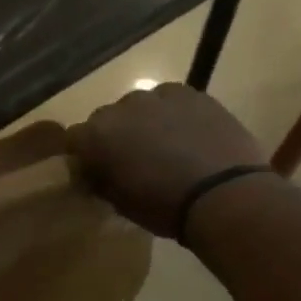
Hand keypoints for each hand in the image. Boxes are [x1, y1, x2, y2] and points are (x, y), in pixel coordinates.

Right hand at [68, 84, 266, 236]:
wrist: (225, 195)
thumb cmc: (164, 206)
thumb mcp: (120, 203)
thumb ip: (102, 180)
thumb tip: (97, 172)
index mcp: (97, 134)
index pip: (75, 139)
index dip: (85, 155)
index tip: (97, 171)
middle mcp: (122, 107)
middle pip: (108, 118)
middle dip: (115, 135)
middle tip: (132, 160)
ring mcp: (159, 96)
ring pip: (141, 106)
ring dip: (145, 122)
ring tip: (165, 146)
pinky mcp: (193, 94)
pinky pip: (172, 100)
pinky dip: (174, 114)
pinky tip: (188, 135)